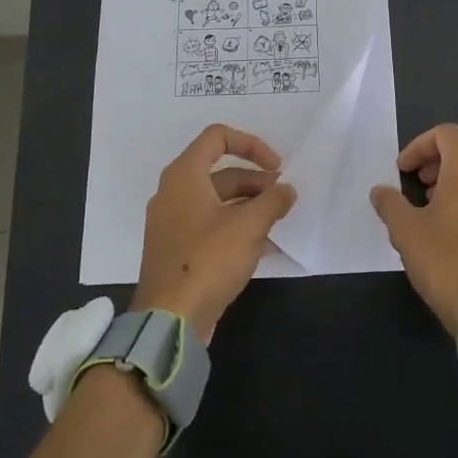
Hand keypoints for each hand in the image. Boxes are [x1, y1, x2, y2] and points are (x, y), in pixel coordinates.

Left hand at [132, 124, 296, 341]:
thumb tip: (287, 190)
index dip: (251, 144)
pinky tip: (262, 245)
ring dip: (249, 206)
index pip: (217, 137)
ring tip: (277, 222)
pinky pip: (210, 225)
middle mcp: (174, 192)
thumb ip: (273, 201)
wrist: (170, 319)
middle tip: (284, 199)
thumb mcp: (249, 226)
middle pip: (221, 172)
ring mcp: (172, 222)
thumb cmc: (208, 260)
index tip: (277, 166)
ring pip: (217, 201)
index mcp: (184, 175)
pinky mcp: (177, 248)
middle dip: (256, 182)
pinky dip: (235, 227)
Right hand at [370, 123, 457, 335]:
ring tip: (433, 203)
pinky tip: (453, 225)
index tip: (402, 171)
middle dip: (444, 156)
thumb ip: (390, 204)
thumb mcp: (405, 231)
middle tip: (422, 180)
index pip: (447, 134)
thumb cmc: (446, 261)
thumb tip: (381, 191)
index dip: (419, 145)